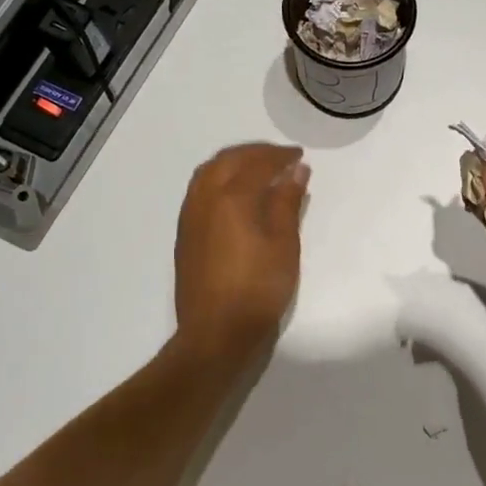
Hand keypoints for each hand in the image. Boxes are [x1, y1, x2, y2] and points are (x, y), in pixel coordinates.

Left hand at [173, 143, 309, 363]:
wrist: (217, 332)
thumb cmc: (258, 288)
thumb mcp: (284, 243)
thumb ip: (287, 201)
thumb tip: (296, 170)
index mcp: (230, 197)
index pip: (257, 163)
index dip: (280, 156)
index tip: (299, 155)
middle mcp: (204, 199)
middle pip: (227, 160)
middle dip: (254, 153)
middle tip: (280, 157)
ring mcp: (190, 217)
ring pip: (208, 173)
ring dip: (234, 163)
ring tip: (258, 170)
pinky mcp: (185, 235)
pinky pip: (200, 190)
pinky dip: (220, 179)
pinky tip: (236, 195)